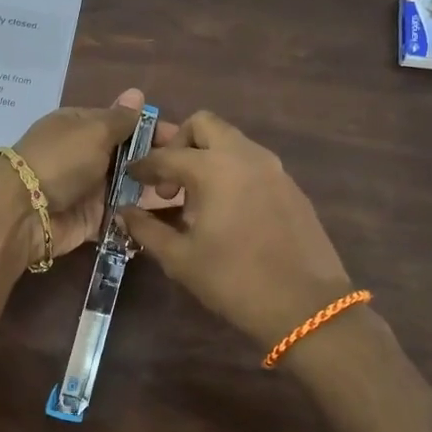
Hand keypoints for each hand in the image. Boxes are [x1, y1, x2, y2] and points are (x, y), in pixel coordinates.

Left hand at [5, 88, 179, 263]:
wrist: (25, 212)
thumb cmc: (61, 161)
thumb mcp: (93, 131)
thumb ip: (120, 119)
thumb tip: (136, 93)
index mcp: (81, 126)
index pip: (124, 123)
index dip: (153, 130)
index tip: (186, 140)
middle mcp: (85, 155)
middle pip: (129, 156)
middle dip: (158, 163)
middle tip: (193, 172)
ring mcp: (88, 188)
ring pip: (128, 187)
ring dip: (153, 190)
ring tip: (190, 196)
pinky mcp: (92, 219)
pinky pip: (121, 215)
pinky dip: (139, 216)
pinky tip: (169, 218)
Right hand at [121, 110, 355, 351]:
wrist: (306, 306)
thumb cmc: (234, 280)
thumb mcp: (181, 258)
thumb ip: (147, 229)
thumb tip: (124, 212)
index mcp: (214, 168)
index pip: (167, 156)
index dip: (143, 166)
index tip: (130, 177)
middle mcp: (245, 156)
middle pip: (204, 125)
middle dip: (179, 144)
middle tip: (168, 180)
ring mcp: (273, 168)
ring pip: (232, 141)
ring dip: (207, 157)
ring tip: (194, 198)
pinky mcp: (291, 186)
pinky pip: (252, 163)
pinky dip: (231, 172)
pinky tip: (226, 210)